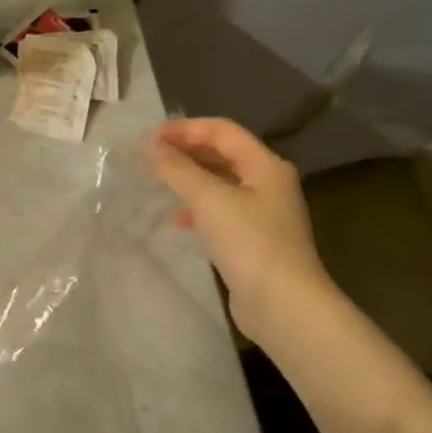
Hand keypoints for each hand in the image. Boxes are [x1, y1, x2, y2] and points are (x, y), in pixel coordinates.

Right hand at [146, 118, 336, 346]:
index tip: (149, 138)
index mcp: (265, 165)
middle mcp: (268, 183)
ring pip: (220, 183)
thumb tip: (152, 147)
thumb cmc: (249, 241)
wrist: (282, 304)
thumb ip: (179, 170)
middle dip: (186, 151)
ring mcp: (262, 213)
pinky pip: (220, 210)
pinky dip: (197, 207)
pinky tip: (177, 219)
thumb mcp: (209, 199)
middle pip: (222, 154)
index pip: (222, 130)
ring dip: (189, 178)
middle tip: (149, 157)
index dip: (184, 129)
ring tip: (158, 183)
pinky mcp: (253, 239)